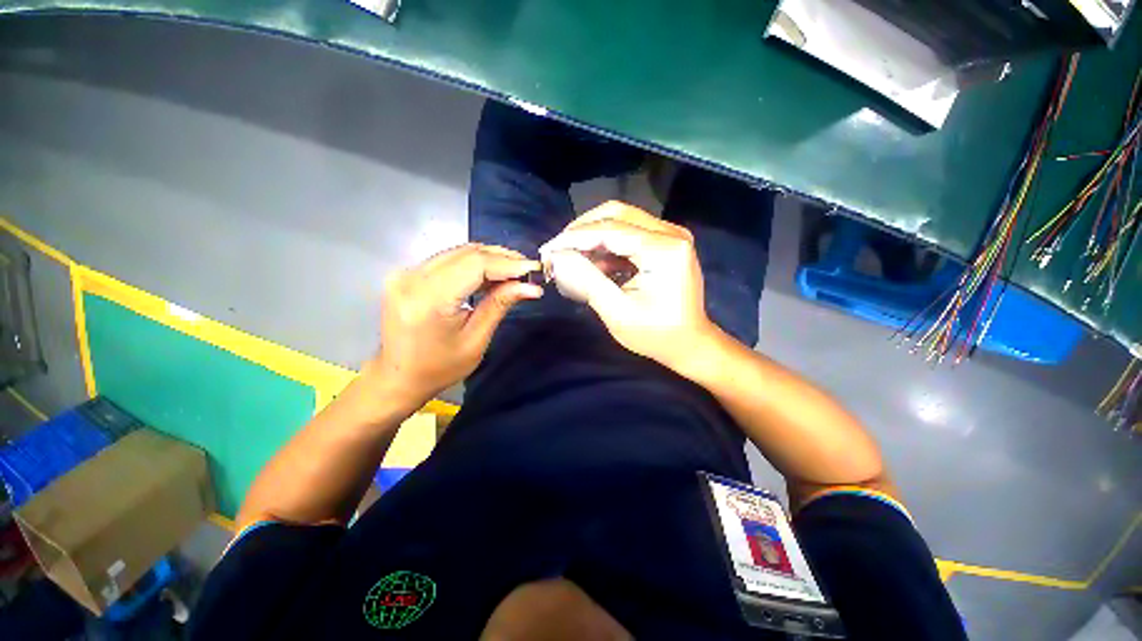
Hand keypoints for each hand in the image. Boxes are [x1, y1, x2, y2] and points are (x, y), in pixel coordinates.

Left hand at [370, 243, 541, 406]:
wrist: (398, 377)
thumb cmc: (439, 368)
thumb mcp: (476, 340)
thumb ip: (500, 305)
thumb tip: (531, 287)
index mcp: (429, 300)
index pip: (475, 265)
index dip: (508, 263)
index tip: (534, 268)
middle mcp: (412, 278)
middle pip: (467, 253)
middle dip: (502, 258)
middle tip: (528, 270)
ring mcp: (406, 273)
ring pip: (458, 252)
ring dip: (489, 258)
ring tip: (514, 271)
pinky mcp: (407, 274)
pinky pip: (448, 259)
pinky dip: (473, 263)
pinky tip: (491, 273)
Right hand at [539, 201, 715, 370]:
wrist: (689, 343)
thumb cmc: (656, 335)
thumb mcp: (617, 312)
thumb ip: (586, 280)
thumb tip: (558, 257)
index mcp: (664, 249)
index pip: (609, 230)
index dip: (574, 237)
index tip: (547, 250)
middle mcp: (670, 233)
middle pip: (616, 214)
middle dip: (582, 230)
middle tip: (558, 250)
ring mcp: (669, 235)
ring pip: (620, 220)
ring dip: (592, 237)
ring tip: (571, 259)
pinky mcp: (665, 242)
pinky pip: (629, 233)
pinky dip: (606, 245)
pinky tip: (592, 263)